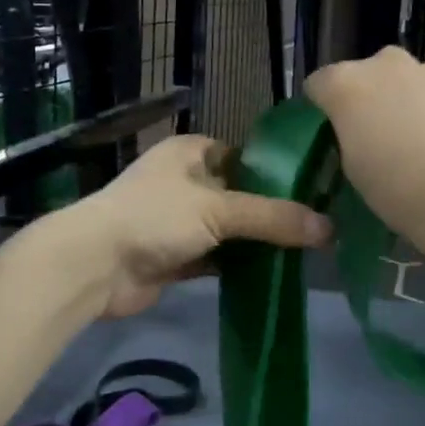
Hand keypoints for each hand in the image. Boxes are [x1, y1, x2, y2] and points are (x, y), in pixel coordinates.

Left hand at [64, 134, 332, 318]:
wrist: (95, 266)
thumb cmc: (155, 217)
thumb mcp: (218, 209)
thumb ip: (273, 217)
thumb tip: (329, 228)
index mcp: (190, 152)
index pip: (244, 156)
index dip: (277, 173)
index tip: (315, 191)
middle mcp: (185, 181)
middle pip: (239, 195)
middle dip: (271, 213)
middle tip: (318, 228)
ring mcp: (178, 221)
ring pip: (228, 229)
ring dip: (256, 242)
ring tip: (306, 252)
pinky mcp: (175, 256)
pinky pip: (216, 257)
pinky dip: (239, 265)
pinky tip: (274, 273)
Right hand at [305, 46, 424, 259]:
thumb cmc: (397, 191)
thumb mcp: (350, 167)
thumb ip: (346, 134)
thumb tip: (356, 128)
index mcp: (346, 84)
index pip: (318, 84)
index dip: (321, 108)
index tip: (330, 133)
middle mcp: (384, 64)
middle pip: (362, 75)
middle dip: (363, 98)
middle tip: (372, 135)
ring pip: (400, 80)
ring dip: (398, 99)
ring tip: (411, 139)